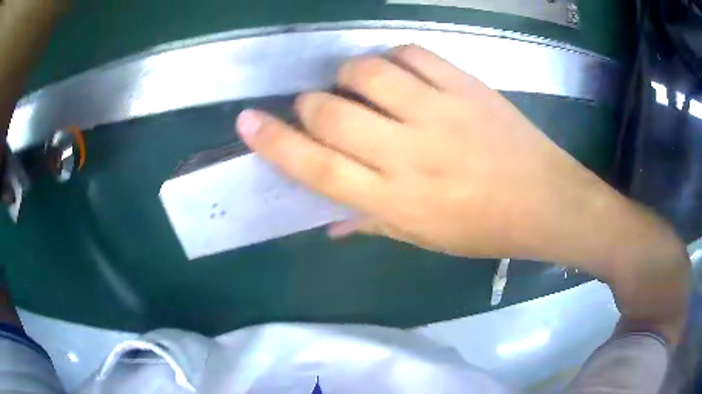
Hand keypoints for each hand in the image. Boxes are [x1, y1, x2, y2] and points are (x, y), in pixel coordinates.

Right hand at [237, 45, 614, 261]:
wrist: (546, 201)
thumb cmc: (485, 229)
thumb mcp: (425, 239)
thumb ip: (373, 222)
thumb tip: (329, 221)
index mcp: (396, 199)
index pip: (316, 166)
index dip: (274, 142)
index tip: (247, 121)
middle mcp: (409, 151)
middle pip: (330, 113)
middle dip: (311, 105)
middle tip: (319, 108)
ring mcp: (439, 111)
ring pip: (366, 72)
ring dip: (349, 76)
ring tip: (360, 87)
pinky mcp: (465, 85)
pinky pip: (412, 54)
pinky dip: (395, 58)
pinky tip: (400, 72)